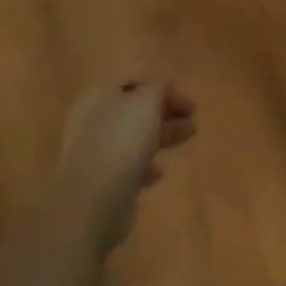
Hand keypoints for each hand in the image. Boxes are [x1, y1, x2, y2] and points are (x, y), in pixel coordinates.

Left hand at [57, 82, 196, 252]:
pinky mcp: (98, 183)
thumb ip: (157, 88)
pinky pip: (126, 166)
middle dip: (166, 114)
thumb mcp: (147, 100)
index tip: (189, 105)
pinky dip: (145, 165)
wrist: (93, 200)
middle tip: (192, 121)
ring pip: (133, 138)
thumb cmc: (122, 139)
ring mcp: (93, 153)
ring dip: (161, 137)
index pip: (136, 85)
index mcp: (99, 96)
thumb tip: (159, 90)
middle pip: (135, 112)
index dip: (165, 90)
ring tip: (186, 140)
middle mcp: (92, 121)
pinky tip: (157, 173)